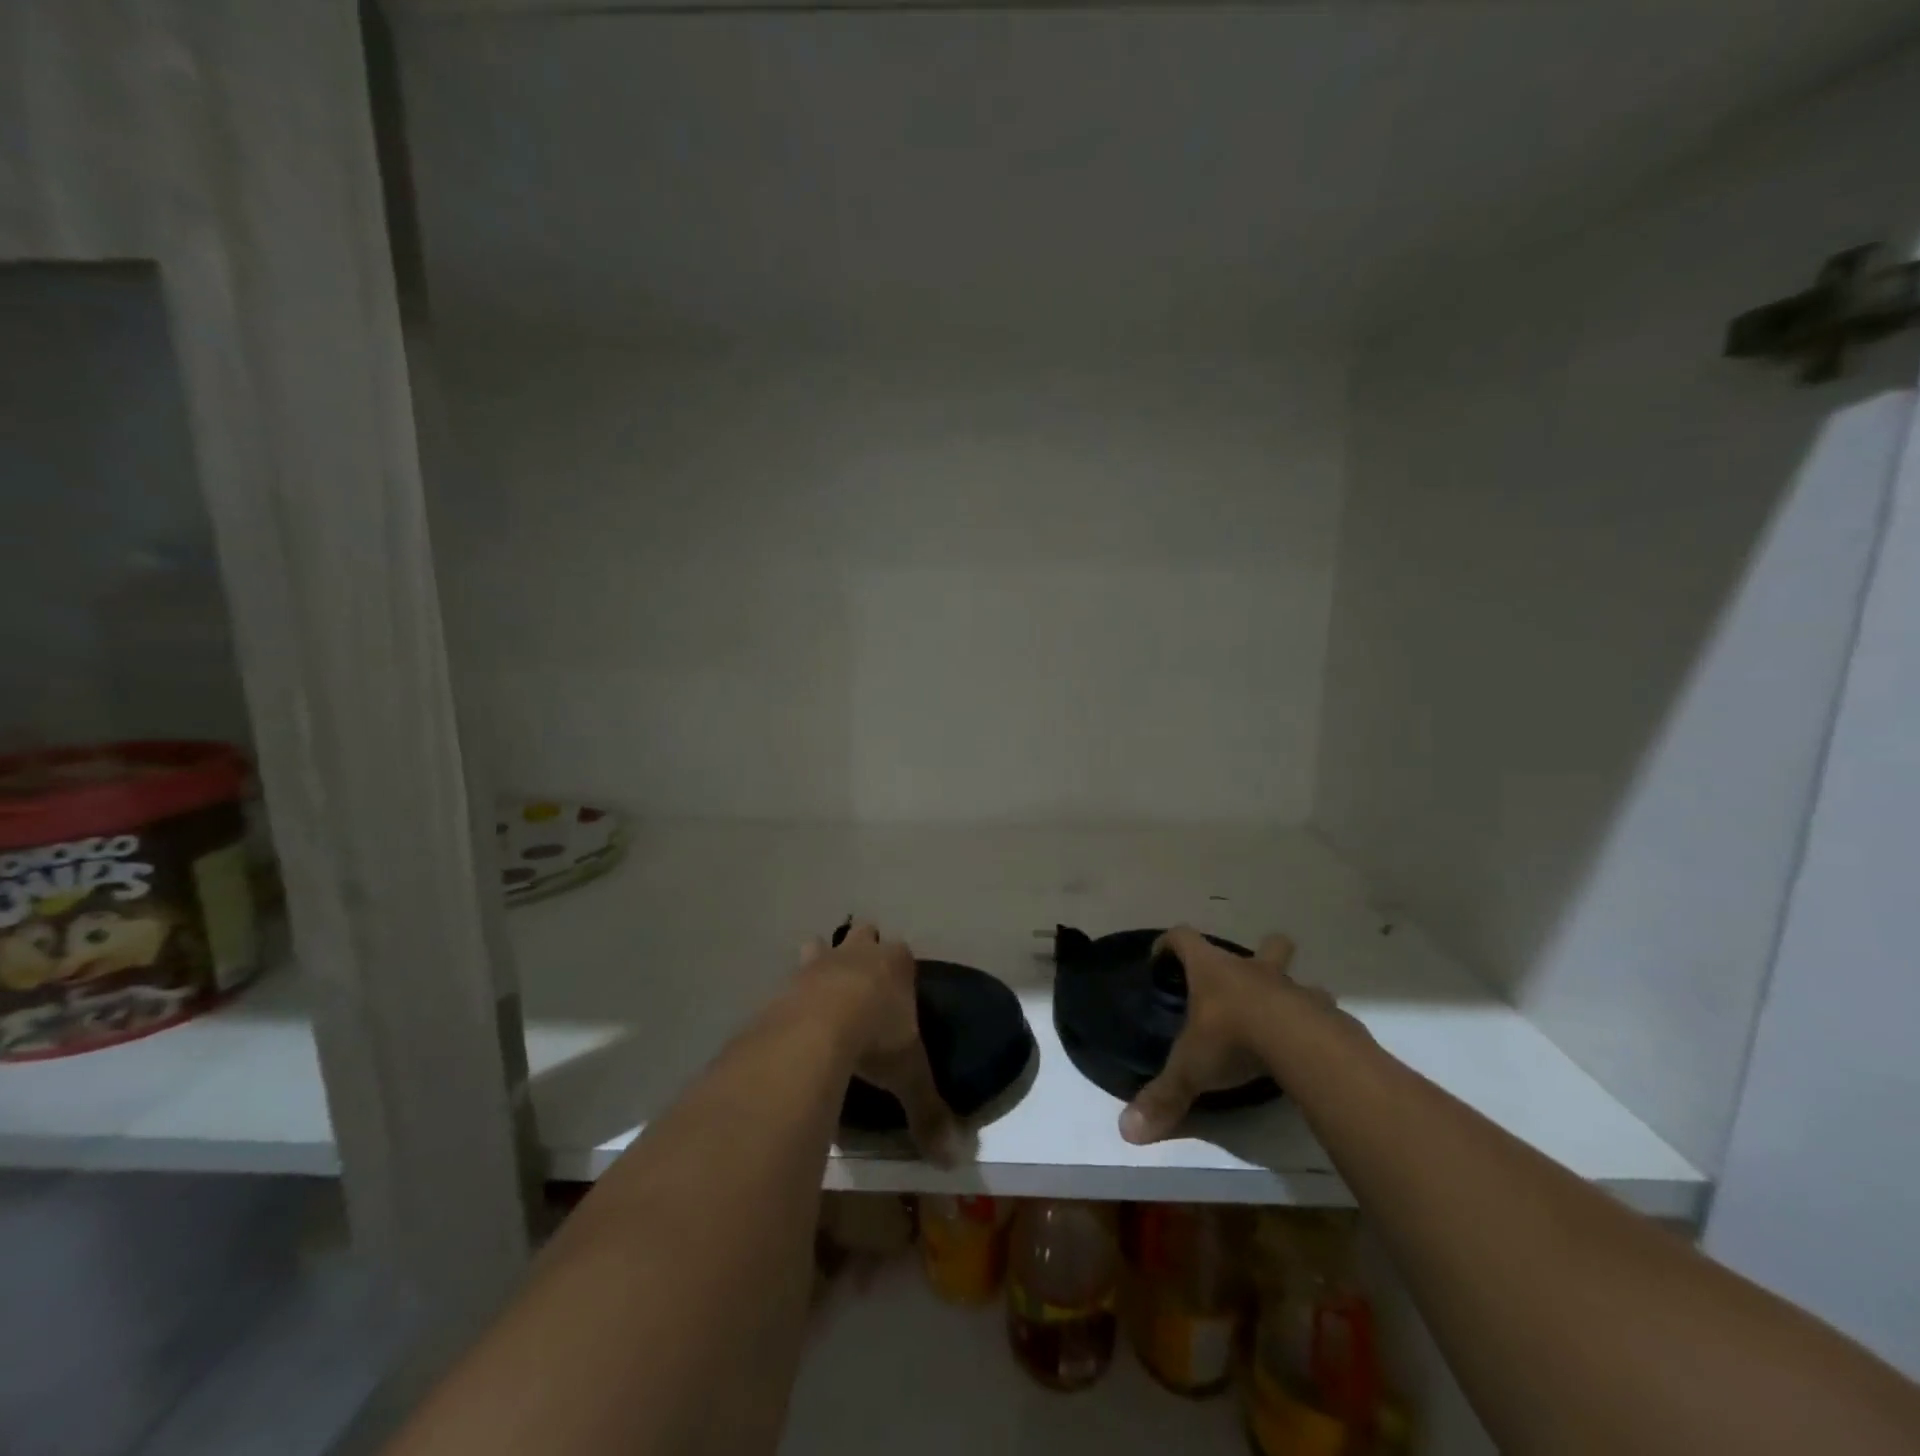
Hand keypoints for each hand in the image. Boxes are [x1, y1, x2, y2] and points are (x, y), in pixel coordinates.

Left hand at [797, 922, 961, 1164]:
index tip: (899, 986)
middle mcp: (859, 953)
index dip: (900, 967)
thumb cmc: (876, 1039)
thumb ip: (929, 1111)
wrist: (817, 1029)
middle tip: (861, 980)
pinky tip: (793, 1016)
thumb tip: (953, 1159)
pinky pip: (792, 978)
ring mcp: (820, 962)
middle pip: (863, 934)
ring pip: (821, 944)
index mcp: (896, 964)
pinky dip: (794, 992)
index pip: (903, 952)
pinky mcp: (788, 980)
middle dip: (862, 948)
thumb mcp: (909, 1076)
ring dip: (821, 959)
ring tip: (822, 989)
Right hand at [1119, 926, 1327, 1144]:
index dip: (1169, 944)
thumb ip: (1164, 1096)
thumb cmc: (1233, 1039)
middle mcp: (1252, 969)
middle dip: (1259, 952)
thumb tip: (1128, 1131)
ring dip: (1291, 990)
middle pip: (1262, 943)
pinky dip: (1316, 1021)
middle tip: (1245, 983)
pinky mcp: (1323, 1012)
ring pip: (1296, 975)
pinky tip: (1310, 1045)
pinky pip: (1322, 1010)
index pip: (1183, 937)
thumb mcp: (1191, 1069)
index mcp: (1212, 969)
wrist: (1300, 1044)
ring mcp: (1291, 988)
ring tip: (1283, 1018)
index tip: (1160, 960)